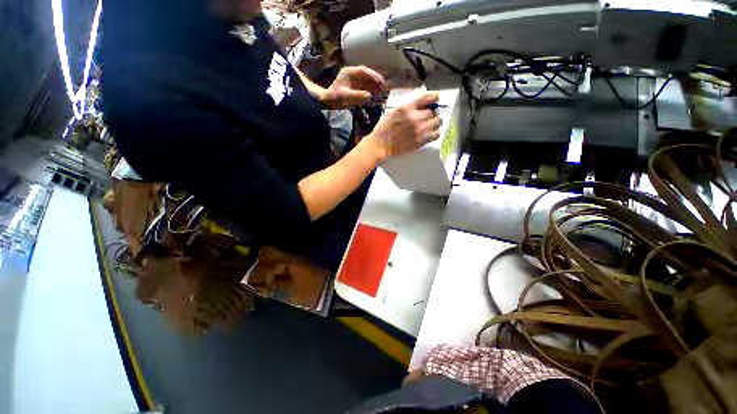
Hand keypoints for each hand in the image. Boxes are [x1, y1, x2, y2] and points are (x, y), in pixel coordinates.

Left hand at [323, 66, 388, 108]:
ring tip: (382, 92)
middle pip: (367, 75)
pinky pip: (366, 87)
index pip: (364, 71)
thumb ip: (357, 96)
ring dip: (375, 86)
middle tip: (384, 88)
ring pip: (367, 81)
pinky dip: (372, 90)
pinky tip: (376, 96)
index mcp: (349, 73)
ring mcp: (354, 81)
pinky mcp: (355, 87)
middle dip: (376, 81)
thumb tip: (369, 96)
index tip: (380, 82)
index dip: (373, 76)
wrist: (328, 102)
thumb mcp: (346, 97)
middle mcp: (352, 74)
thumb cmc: (335, 99)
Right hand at [366, 91, 441, 159]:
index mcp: (406, 106)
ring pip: (437, 121)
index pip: (427, 97)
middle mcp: (415, 117)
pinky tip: (429, 133)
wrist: (380, 146)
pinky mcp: (421, 141)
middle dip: (431, 113)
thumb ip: (408, 104)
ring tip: (429, 125)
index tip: (435, 99)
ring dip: (434, 122)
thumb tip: (422, 97)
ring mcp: (419, 130)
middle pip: (433, 111)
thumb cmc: (384, 128)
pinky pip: (436, 134)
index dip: (433, 97)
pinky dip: (435, 132)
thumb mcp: (393, 110)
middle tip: (426, 117)